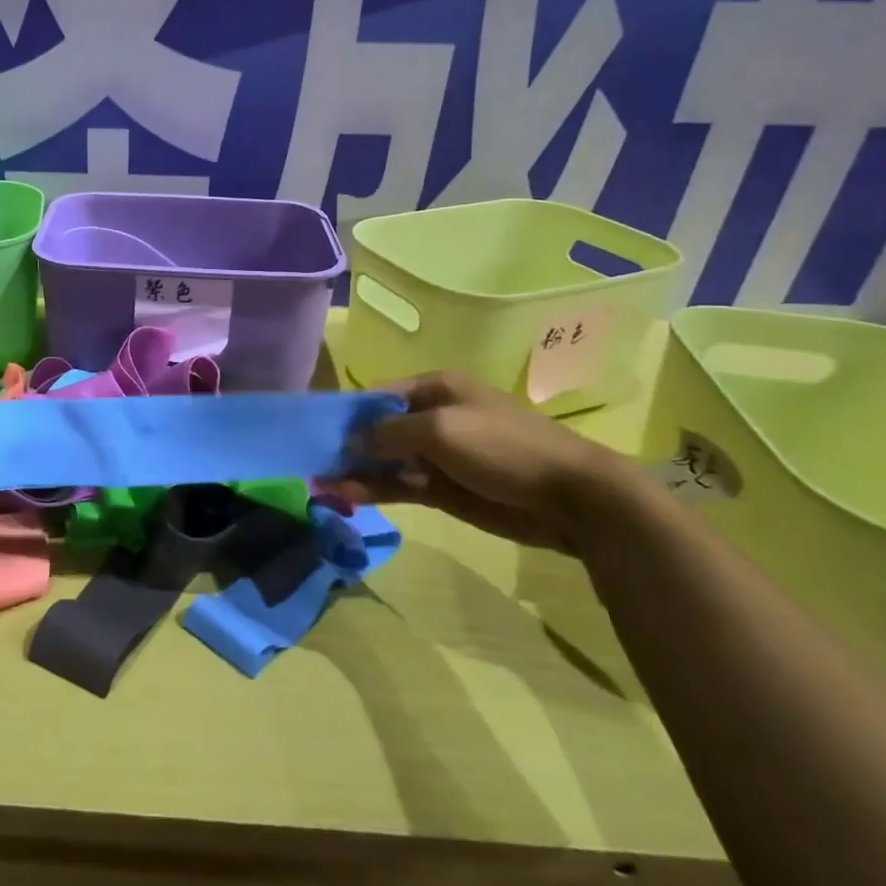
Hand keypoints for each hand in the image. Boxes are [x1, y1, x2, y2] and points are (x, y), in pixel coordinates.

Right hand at [338, 371, 635, 555]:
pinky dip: (375, 490)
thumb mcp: (440, 429)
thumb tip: (352, 441)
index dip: (348, 413)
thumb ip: (388, 432)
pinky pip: (401, 485)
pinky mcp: (445, 488)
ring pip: (386, 461)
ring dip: (356, 471)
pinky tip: (347, 497)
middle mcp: (433, 417)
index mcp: (436, 388)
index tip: (317, 432)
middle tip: (313, 464)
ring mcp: (439, 455)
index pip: (379, 395)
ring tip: (321, 486)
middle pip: (379, 429)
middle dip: (348, 445)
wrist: (572, 497)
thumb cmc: (503, 446)